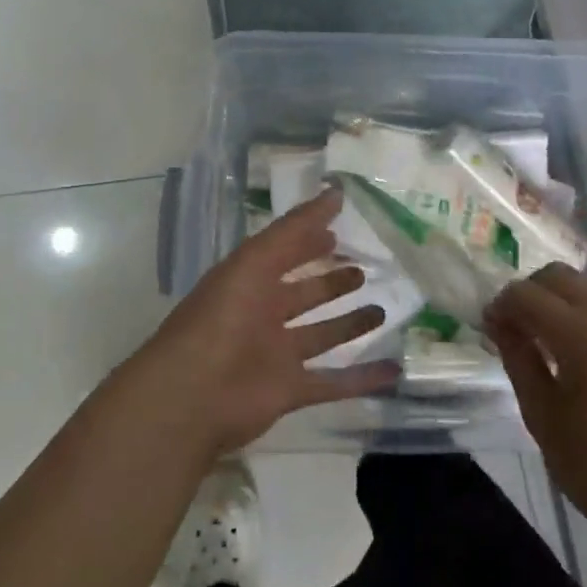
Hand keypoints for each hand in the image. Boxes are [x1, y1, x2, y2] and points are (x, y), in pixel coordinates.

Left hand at [125, 187, 399, 462]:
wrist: (192, 394)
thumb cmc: (222, 316)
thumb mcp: (256, 260)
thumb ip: (296, 228)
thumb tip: (336, 192)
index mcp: (249, 280)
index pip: (285, 252)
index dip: (308, 239)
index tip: (338, 229)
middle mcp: (263, 314)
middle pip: (304, 294)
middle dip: (331, 282)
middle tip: (364, 270)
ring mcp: (277, 355)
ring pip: (321, 336)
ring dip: (349, 325)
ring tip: (382, 311)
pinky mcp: (290, 391)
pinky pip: (333, 382)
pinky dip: (362, 378)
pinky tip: (393, 368)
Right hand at [486, 265, 586, 558]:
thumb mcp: (543, 417)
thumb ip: (518, 359)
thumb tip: (500, 322)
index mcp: (582, 335)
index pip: (526, 295)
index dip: (502, 306)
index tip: (493, 327)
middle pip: (560, 277)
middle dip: (533, 294)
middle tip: (522, 328)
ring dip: (570, 302)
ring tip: (564, 341)